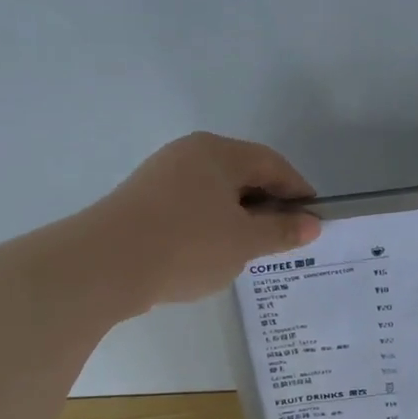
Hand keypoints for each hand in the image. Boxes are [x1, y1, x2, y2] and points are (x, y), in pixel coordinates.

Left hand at [94, 133, 320, 308]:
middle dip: (268, 205)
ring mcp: (161, 176)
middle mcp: (189, 154)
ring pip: (215, 193)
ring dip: (238, 218)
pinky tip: (211, 253)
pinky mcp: (142, 201)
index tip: (313, 220)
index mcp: (218, 153)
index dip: (298, 190)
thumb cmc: (187, 245)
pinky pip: (190, 207)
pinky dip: (210, 225)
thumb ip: (281, 231)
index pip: (272, 164)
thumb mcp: (244, 242)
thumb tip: (312, 224)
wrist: (104, 265)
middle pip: (242, 174)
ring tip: (250, 250)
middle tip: (284, 238)